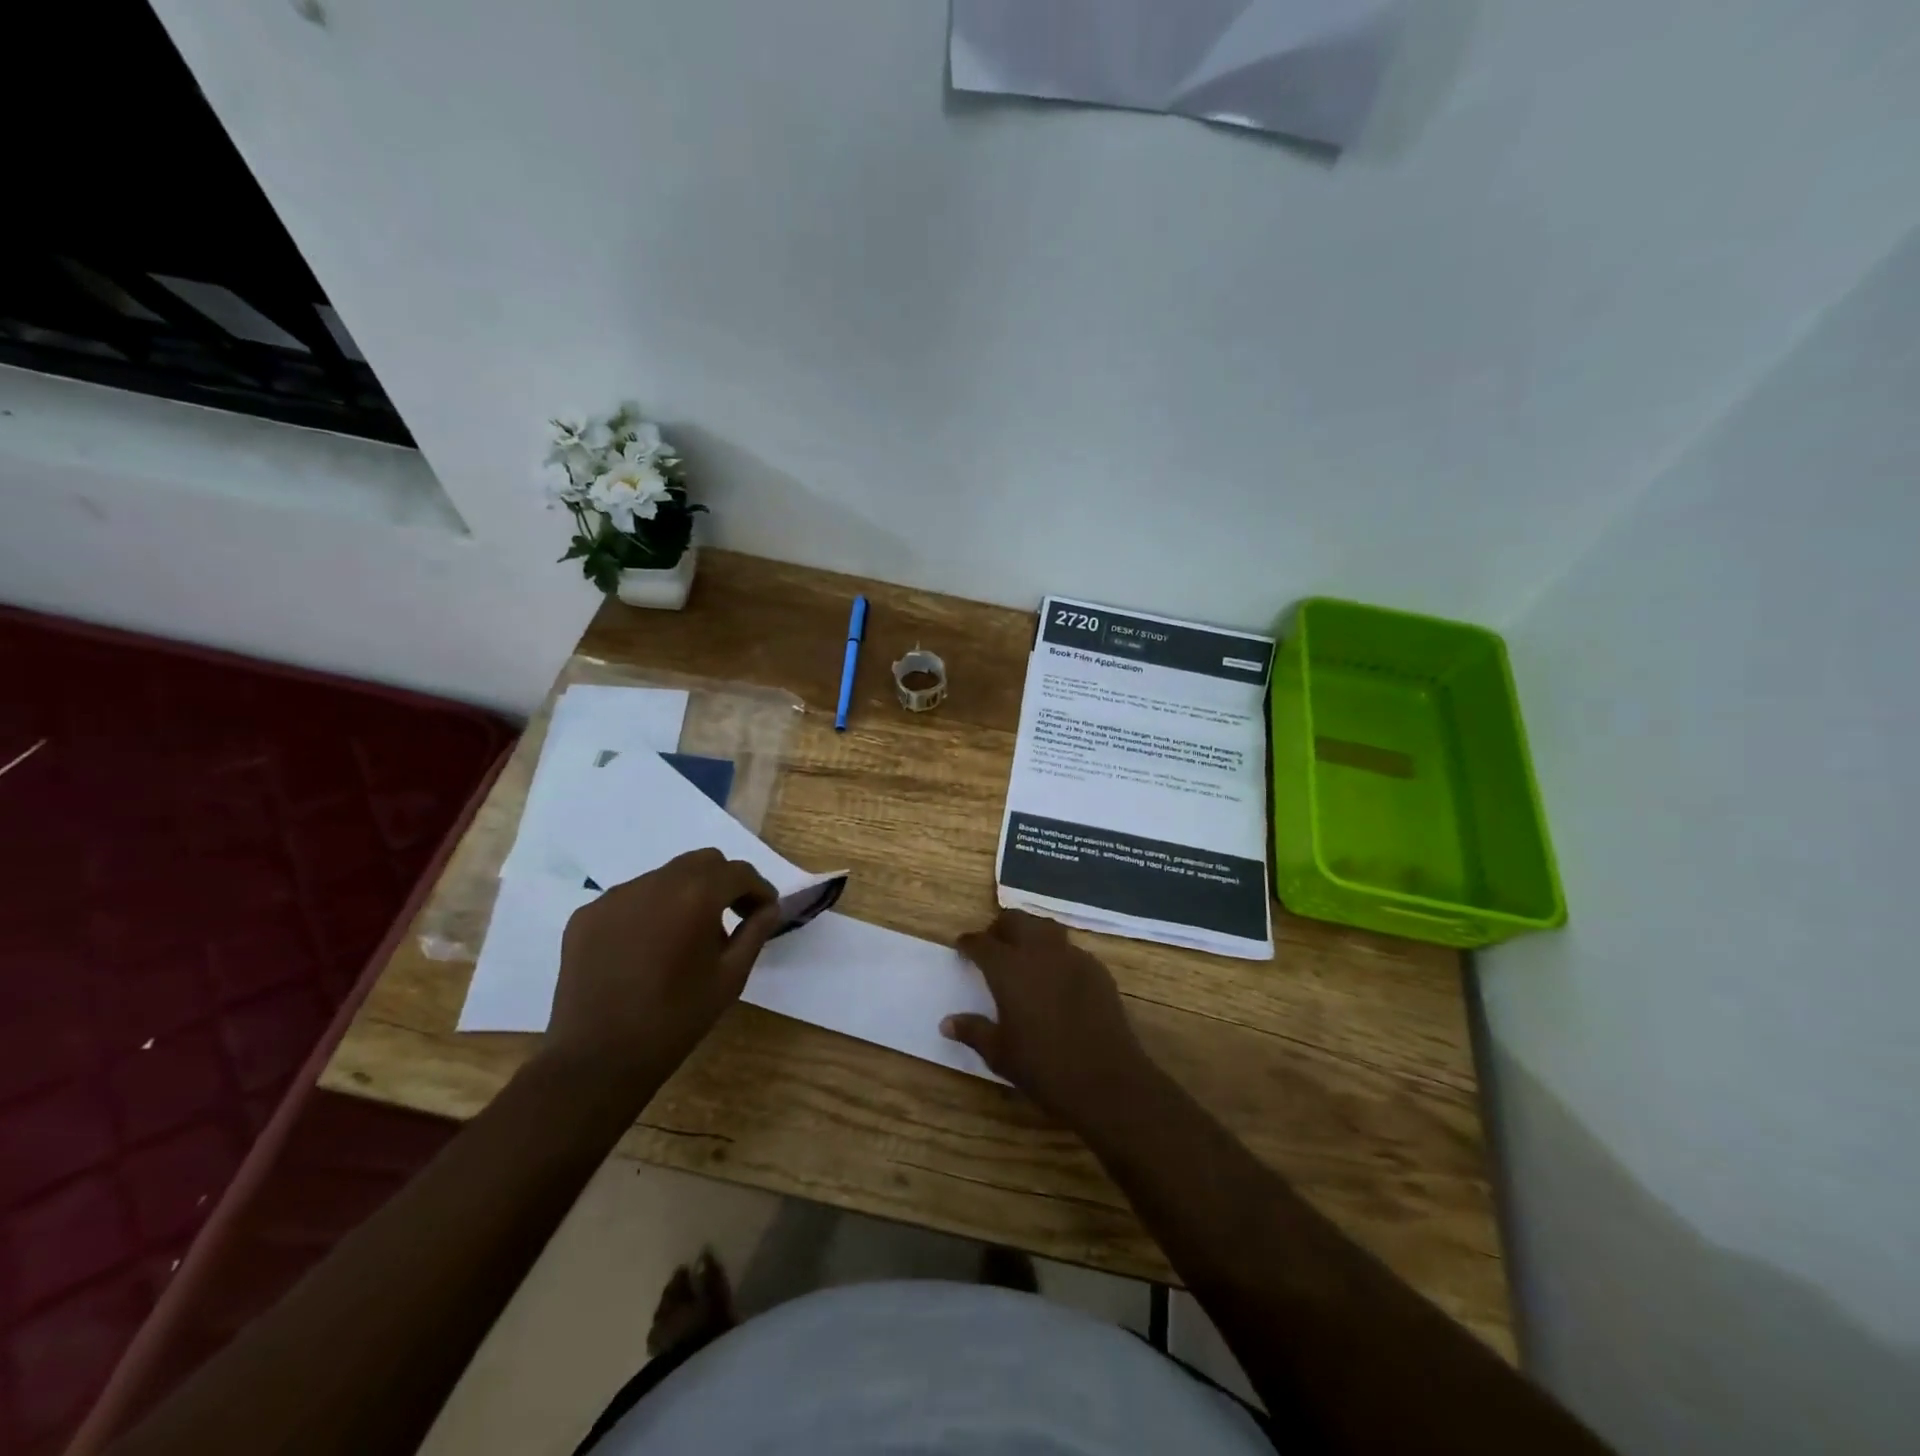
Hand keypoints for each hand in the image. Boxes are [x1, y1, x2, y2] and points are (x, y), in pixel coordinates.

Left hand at [547, 849, 779, 1084]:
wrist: (597, 1059)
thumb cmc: (676, 1020)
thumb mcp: (730, 978)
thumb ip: (755, 933)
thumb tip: (769, 908)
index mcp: (695, 896)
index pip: (738, 873)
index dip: (758, 889)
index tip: (765, 912)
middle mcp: (654, 883)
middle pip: (702, 862)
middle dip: (724, 882)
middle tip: (732, 916)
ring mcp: (615, 896)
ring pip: (665, 877)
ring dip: (685, 894)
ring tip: (686, 936)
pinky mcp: (587, 915)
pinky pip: (631, 898)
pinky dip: (650, 911)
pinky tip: (648, 947)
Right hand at [941, 909, 1154, 1127]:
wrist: (1107, 1080)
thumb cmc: (1044, 1068)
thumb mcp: (1000, 1054)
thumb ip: (973, 1031)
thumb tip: (946, 1022)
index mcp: (1009, 969)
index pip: (982, 943)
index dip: (969, 943)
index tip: (962, 948)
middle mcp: (1039, 952)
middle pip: (1015, 921)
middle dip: (999, 928)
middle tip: (992, 946)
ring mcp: (1072, 956)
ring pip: (1045, 927)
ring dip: (1029, 932)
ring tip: (1023, 953)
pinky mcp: (1096, 968)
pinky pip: (1069, 948)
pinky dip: (1055, 953)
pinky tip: (1055, 976)